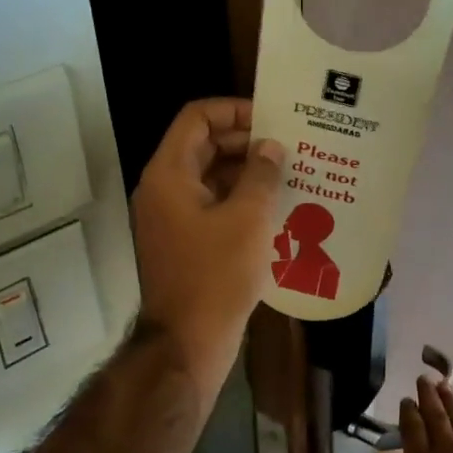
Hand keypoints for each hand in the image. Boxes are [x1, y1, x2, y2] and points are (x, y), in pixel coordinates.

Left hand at [131, 98, 283, 411]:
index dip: (233, 110)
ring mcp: (171, 218)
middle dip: (245, 142)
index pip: (196, 118)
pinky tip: (275, 209)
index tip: (272, 119)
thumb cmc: (216, 275)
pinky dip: (239, 201)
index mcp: (169, 174)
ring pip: (209, 178)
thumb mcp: (248, 219)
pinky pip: (211, 207)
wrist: (187, 342)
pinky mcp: (183, 243)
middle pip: (203, 146)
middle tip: (288, 146)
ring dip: (246, 173)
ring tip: (289, 174)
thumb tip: (270, 147)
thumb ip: (261, 174)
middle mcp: (163, 189)